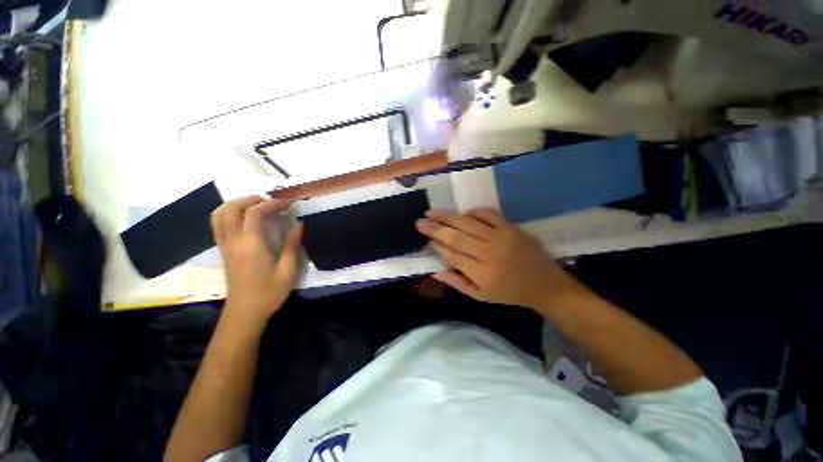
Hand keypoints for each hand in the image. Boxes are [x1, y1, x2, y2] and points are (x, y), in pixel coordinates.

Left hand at [211, 196, 303, 326]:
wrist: (244, 313)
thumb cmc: (268, 292)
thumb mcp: (287, 269)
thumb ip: (293, 244)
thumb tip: (300, 224)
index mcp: (250, 244)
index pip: (255, 212)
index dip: (273, 203)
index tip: (289, 203)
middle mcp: (233, 241)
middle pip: (230, 208)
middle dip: (250, 199)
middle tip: (270, 202)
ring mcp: (224, 246)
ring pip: (219, 215)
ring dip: (236, 205)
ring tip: (256, 206)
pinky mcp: (223, 251)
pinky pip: (219, 225)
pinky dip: (229, 215)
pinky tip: (246, 221)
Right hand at [416, 208, 580, 309]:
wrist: (545, 285)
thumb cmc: (509, 293)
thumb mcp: (480, 296)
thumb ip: (456, 282)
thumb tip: (434, 271)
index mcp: (481, 274)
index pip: (451, 255)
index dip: (436, 246)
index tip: (425, 240)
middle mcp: (489, 253)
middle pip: (456, 237)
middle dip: (435, 228)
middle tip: (420, 222)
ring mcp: (501, 237)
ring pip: (468, 223)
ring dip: (447, 216)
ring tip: (431, 212)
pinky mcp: (511, 227)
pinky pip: (488, 213)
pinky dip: (473, 212)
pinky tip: (463, 214)